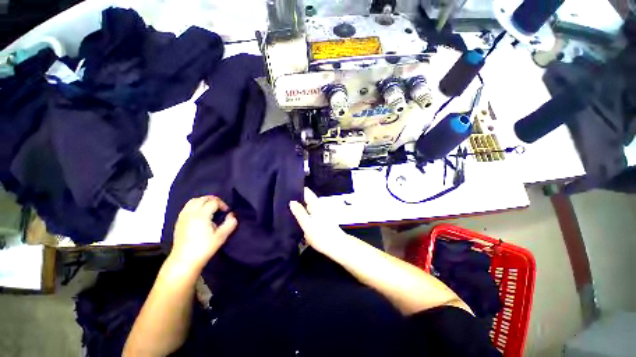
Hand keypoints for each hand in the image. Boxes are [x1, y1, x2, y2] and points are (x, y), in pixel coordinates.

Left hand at [170, 196, 236, 269]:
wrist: (184, 261)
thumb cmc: (204, 248)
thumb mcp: (221, 237)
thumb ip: (230, 223)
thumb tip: (232, 214)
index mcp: (201, 216)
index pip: (213, 202)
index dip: (222, 204)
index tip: (227, 211)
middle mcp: (191, 213)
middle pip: (203, 198)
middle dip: (213, 200)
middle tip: (220, 207)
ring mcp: (183, 216)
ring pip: (193, 201)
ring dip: (203, 201)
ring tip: (210, 207)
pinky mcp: (179, 221)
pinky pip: (187, 206)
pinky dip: (195, 205)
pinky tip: (200, 213)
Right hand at [289, 188, 348, 254]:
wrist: (337, 246)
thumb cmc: (322, 235)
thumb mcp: (307, 225)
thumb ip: (299, 212)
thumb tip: (291, 201)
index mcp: (316, 203)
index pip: (305, 191)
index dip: (296, 191)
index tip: (285, 194)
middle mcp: (318, 205)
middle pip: (305, 198)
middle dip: (296, 201)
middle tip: (284, 205)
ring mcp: (320, 211)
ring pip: (307, 206)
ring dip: (299, 209)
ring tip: (288, 212)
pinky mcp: (320, 218)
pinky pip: (310, 213)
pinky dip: (304, 215)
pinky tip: (298, 220)